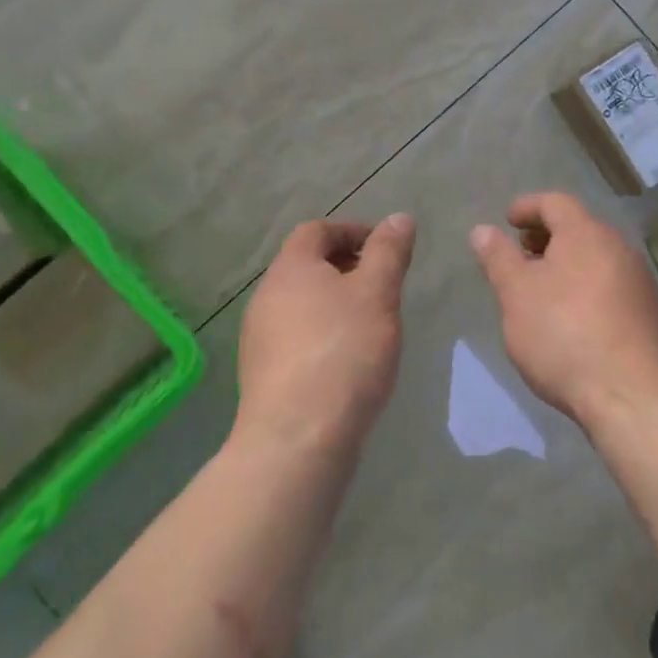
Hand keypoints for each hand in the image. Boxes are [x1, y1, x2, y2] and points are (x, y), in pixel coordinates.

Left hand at [237, 214, 415, 456]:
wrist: (297, 439)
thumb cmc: (343, 352)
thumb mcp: (378, 293)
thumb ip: (389, 252)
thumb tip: (398, 218)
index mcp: (290, 269)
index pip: (317, 230)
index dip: (353, 231)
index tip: (386, 249)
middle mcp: (266, 297)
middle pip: (307, 266)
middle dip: (347, 268)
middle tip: (384, 286)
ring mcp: (259, 339)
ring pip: (302, 305)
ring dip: (336, 304)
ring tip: (372, 325)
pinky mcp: (264, 376)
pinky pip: (297, 339)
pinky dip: (324, 336)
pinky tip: (349, 362)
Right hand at [469, 192, 657, 428]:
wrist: (632, 396)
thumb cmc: (563, 335)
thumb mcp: (516, 295)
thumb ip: (498, 258)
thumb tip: (482, 230)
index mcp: (586, 234)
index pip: (555, 202)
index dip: (527, 206)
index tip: (508, 221)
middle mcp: (619, 248)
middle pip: (578, 228)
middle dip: (547, 236)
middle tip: (522, 256)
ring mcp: (639, 281)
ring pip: (596, 258)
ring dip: (567, 264)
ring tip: (543, 291)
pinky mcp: (650, 313)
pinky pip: (611, 285)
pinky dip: (587, 287)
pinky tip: (573, 319)